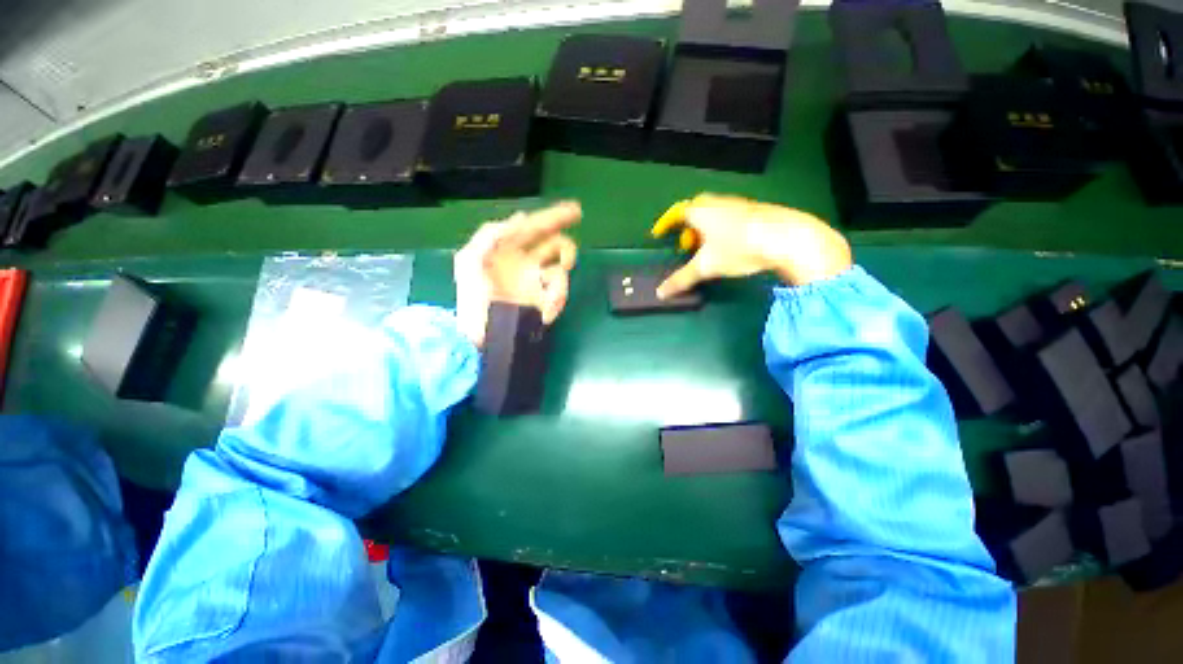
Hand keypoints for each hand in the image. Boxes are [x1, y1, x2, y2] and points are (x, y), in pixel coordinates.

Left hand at [454, 202, 580, 347]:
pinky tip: (546, 310)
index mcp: (508, 250)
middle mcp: (527, 262)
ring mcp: (538, 282)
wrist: (480, 337)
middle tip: (567, 259)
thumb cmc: (472, 300)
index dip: (553, 217)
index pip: (534, 228)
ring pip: (560, 270)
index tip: (575, 211)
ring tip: (549, 297)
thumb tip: (520, 219)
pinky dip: (556, 297)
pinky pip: (560, 291)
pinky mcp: (546, 300)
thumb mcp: (470, 260)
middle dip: (567, 247)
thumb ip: (491, 234)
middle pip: (554, 246)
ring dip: (557, 283)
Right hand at [651, 194, 851, 298]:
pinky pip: (729, 215)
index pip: (676, 213)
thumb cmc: (738, 248)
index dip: (666, 224)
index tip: (659, 234)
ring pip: (713, 212)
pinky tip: (731, 243)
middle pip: (694, 210)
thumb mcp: (706, 267)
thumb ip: (681, 279)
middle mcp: (716, 201)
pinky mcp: (754, 209)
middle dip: (687, 227)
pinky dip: (722, 227)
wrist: (787, 237)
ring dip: (705, 227)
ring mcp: (737, 203)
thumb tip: (660, 294)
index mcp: (699, 211)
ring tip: (708, 248)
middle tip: (687, 245)